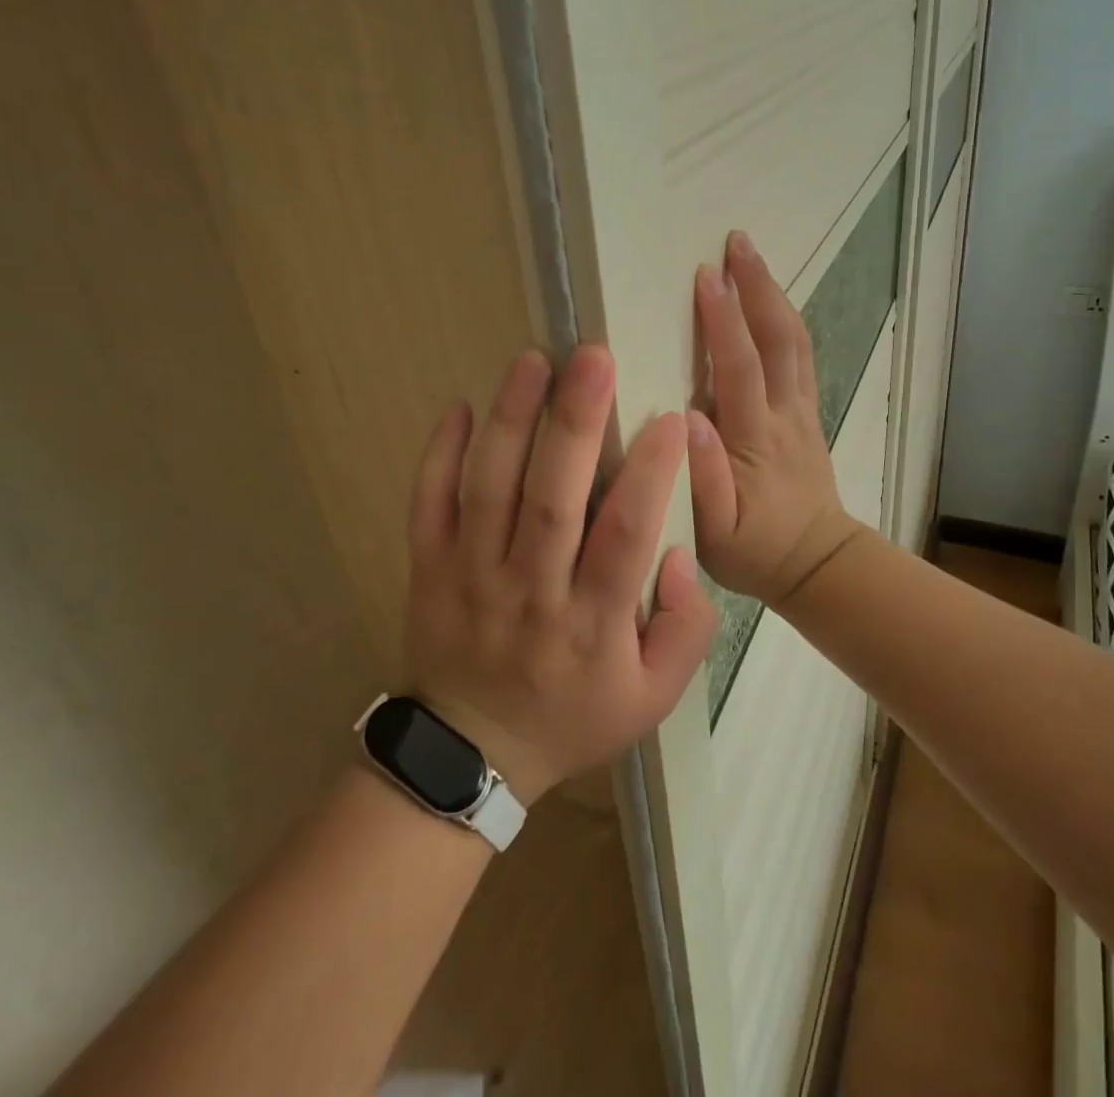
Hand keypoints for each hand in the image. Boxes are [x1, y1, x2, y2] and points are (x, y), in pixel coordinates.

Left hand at [405, 345, 716, 803]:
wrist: (472, 754)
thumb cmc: (572, 716)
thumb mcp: (653, 698)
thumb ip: (686, 629)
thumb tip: (678, 553)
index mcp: (590, 623)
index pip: (624, 537)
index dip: (649, 475)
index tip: (669, 417)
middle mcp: (529, 591)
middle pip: (552, 499)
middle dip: (575, 424)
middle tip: (593, 358)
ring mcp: (470, 576)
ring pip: (490, 488)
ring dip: (511, 420)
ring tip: (533, 361)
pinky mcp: (427, 569)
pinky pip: (429, 504)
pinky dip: (439, 455)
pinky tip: (460, 406)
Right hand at [686, 231, 863, 607]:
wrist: (817, 563)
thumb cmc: (754, 551)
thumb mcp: (715, 534)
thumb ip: (702, 478)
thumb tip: (689, 416)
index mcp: (755, 440)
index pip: (740, 368)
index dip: (723, 320)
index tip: (705, 275)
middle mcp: (784, 414)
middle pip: (777, 339)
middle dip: (757, 286)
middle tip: (736, 241)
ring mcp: (802, 410)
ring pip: (794, 341)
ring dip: (773, 294)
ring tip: (750, 256)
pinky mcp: (808, 413)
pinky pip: (801, 356)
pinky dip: (785, 318)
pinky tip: (771, 297)